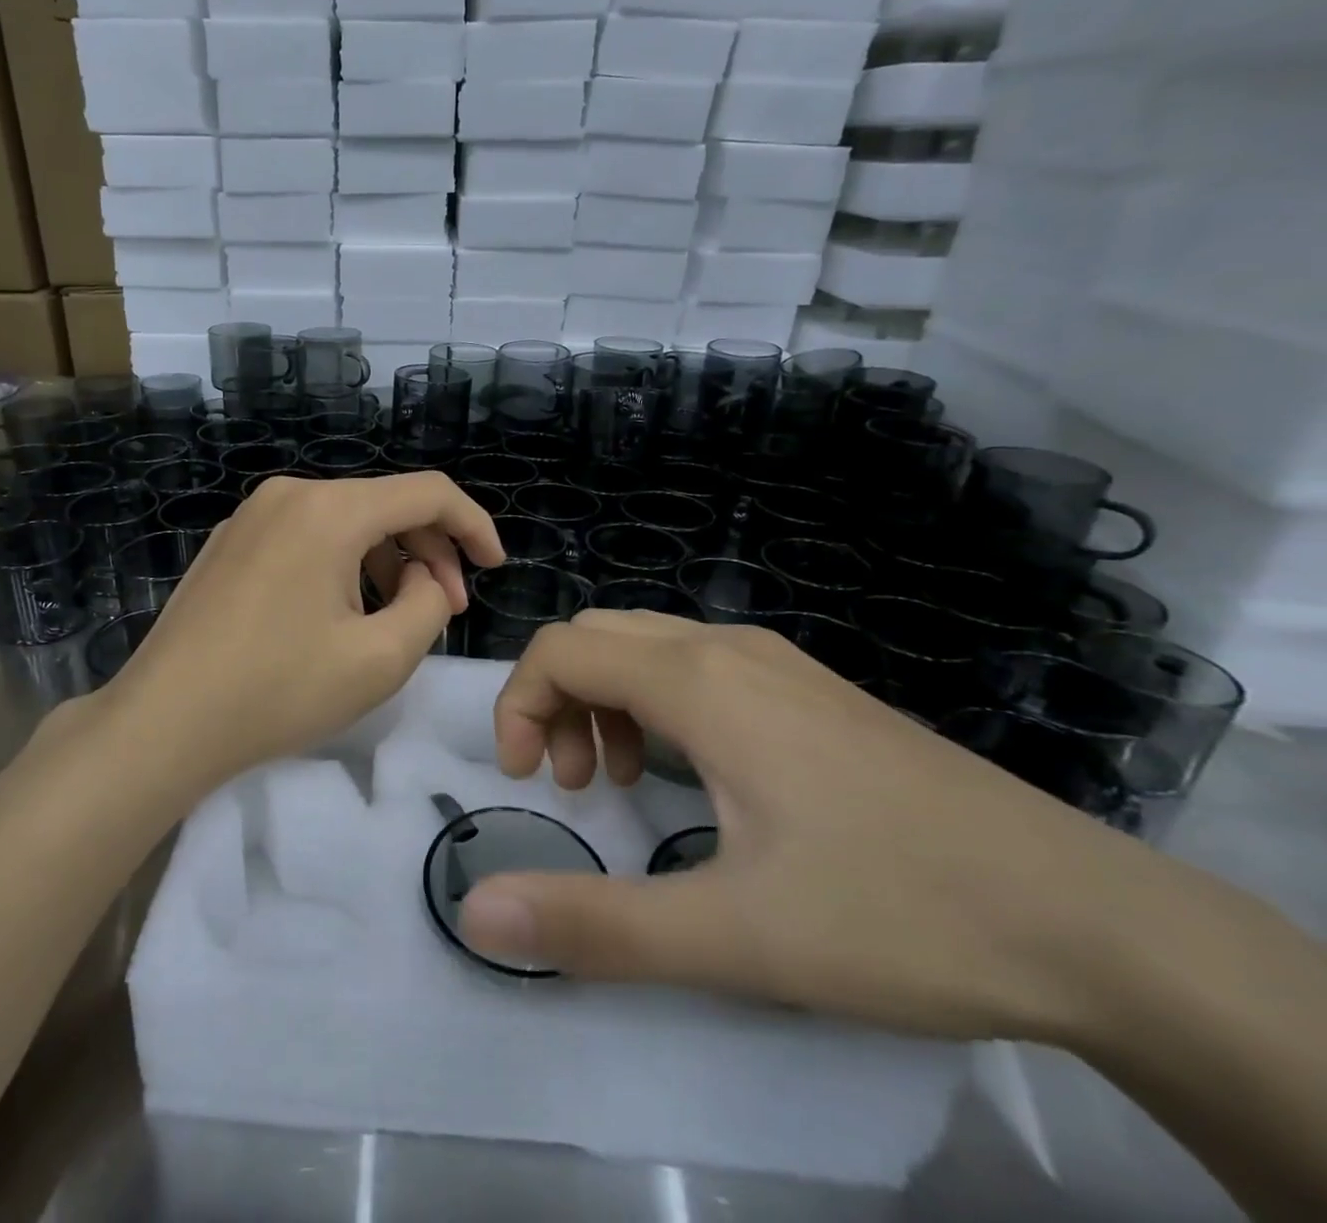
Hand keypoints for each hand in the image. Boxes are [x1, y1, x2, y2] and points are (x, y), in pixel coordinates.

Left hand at [95, 473, 503, 787]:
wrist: (162, 722)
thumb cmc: (278, 691)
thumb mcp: (380, 659)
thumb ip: (428, 605)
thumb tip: (422, 578)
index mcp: (330, 509)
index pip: (428, 493)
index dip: (473, 526)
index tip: (494, 568)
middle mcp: (290, 494)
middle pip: (384, 505)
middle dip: (428, 552)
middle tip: (446, 609)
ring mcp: (252, 514)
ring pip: (345, 521)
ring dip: (385, 560)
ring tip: (394, 618)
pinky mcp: (230, 541)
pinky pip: (306, 535)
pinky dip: (342, 563)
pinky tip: (340, 612)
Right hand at [459, 611, 1160, 1042]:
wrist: (1094, 921)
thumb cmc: (897, 913)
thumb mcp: (733, 935)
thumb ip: (594, 923)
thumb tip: (477, 913)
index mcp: (699, 682)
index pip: (561, 649)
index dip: (518, 705)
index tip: (525, 781)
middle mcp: (728, 649)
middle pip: (598, 635)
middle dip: (556, 698)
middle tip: (572, 782)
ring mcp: (777, 663)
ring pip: (647, 645)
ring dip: (604, 700)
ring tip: (620, 781)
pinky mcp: (810, 690)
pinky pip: (695, 665)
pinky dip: (655, 702)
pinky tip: (692, 775)